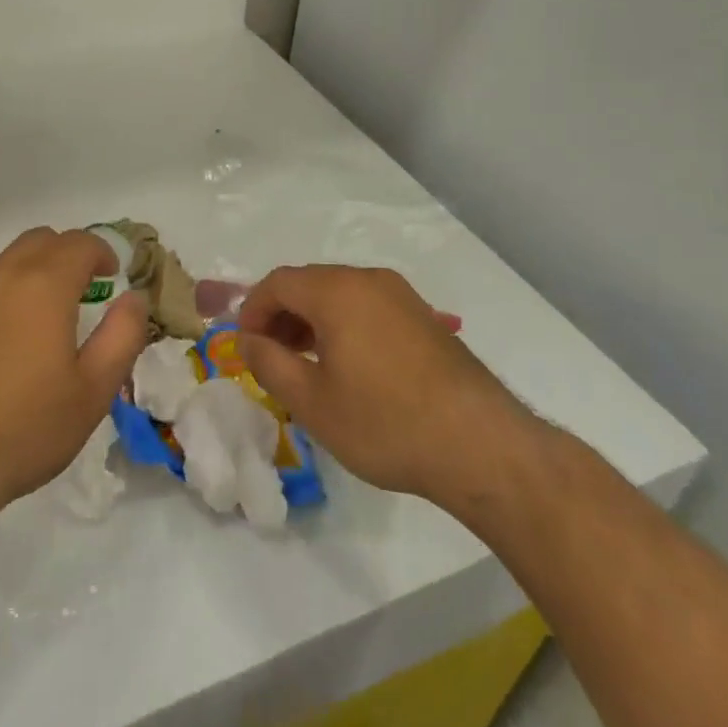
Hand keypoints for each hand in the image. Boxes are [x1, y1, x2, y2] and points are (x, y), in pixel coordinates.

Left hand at [0, 228, 149, 520]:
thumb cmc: (23, 427)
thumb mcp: (93, 391)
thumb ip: (123, 335)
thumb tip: (135, 298)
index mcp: (43, 284)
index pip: (79, 243)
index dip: (102, 252)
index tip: (112, 276)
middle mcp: (0, 276)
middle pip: (39, 241)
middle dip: (67, 254)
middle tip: (84, 287)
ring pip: (6, 262)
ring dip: (32, 272)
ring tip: (44, 314)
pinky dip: (2, 294)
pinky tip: (3, 336)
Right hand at [238, 265, 544, 510]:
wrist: (482, 446)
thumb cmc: (385, 423)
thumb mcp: (312, 402)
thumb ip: (269, 364)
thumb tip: (249, 340)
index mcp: (337, 291)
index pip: (278, 282)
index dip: (252, 310)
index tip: (245, 347)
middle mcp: (369, 280)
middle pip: (309, 283)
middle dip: (281, 315)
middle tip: (271, 357)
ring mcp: (402, 296)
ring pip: (340, 294)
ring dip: (312, 321)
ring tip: (305, 365)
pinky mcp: (423, 318)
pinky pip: (367, 307)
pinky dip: (343, 325)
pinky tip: (347, 367)